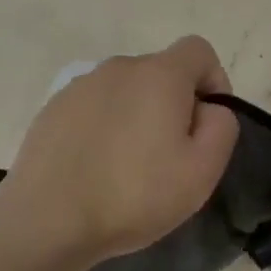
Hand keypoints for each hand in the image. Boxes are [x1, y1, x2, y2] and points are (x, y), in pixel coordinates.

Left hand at [0, 37, 240, 266]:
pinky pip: (92, 110)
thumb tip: (209, 108)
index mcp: (158, 74)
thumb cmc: (134, 195)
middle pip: (159, 73)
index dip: (214, 81)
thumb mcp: (202, 171)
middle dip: (173, 105)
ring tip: (128, 167)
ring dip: (135, 117)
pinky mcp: (50, 110)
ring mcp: (78, 87)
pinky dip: (102, 129)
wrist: (48, 219)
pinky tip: (95, 169)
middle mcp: (116, 68)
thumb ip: (221, 126)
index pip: (198, 50)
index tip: (207, 124)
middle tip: (169, 157)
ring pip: (123, 92)